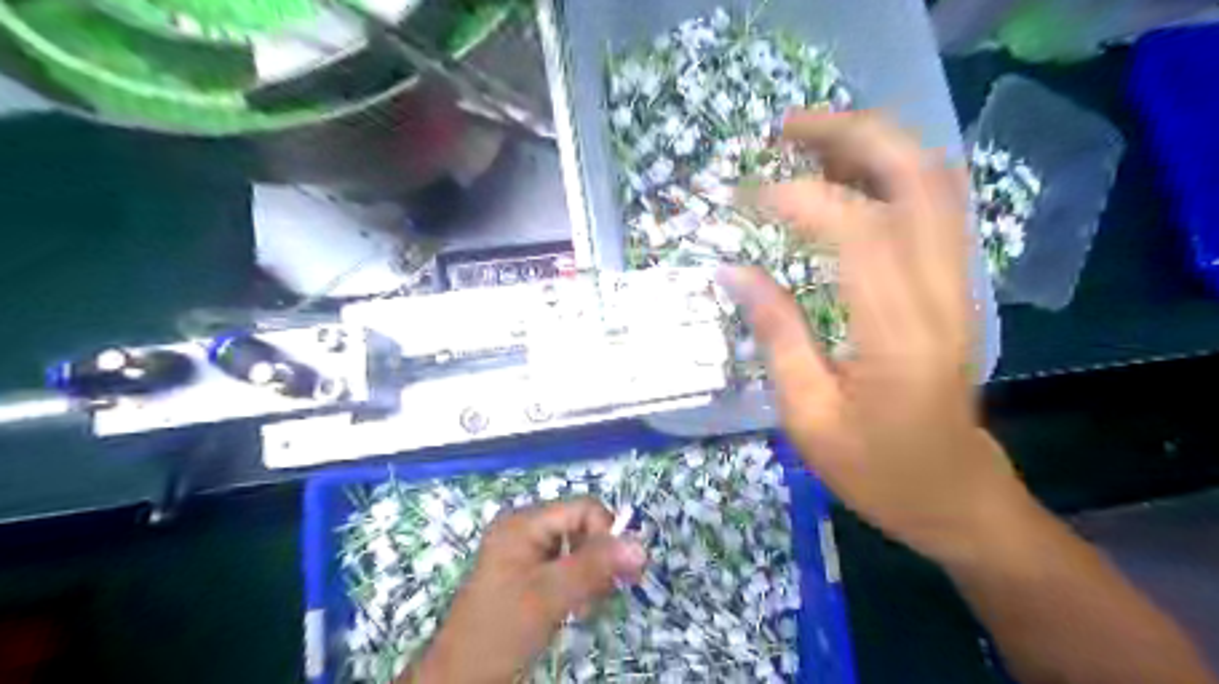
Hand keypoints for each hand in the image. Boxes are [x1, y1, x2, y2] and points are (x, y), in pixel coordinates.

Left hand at [404, 497, 647, 683]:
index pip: (583, 509)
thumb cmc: (502, 630)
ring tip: (584, 609)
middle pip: (583, 529)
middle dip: (598, 561)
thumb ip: (595, 567)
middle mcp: (527, 530)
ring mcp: (527, 554)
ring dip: (590, 579)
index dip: (605, 535)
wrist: (463, 680)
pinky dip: (579, 588)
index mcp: (524, 522)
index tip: (618, 572)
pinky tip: (576, 611)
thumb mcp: (550, 595)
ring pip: (579, 551)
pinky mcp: (530, 577)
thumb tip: (641, 546)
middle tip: (602, 595)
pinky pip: (568, 570)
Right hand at [721, 111, 1026, 563]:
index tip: (748, 197)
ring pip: (934, 180)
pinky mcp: (956, 284)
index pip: (859, 232)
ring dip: (873, 143)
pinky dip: (890, 172)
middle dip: (852, 134)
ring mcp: (958, 283)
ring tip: (809, 139)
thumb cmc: (876, 469)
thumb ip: (775, 334)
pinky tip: (846, 175)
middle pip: (917, 177)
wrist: (955, 493)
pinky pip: (933, 204)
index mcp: (899, 336)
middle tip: (787, 128)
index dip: (801, 199)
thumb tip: (733, 271)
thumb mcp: (808, 416)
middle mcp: (941, 294)